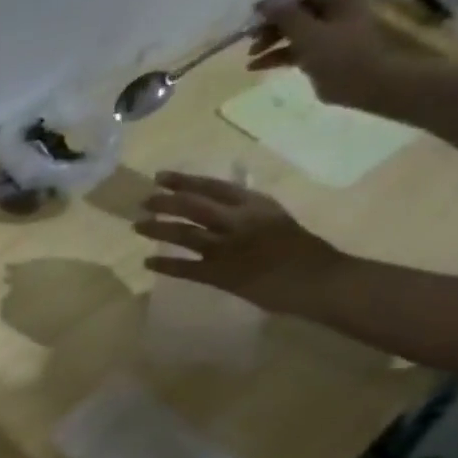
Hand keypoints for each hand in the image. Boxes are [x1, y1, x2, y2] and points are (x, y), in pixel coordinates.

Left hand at [140, 173, 347, 314]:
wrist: (320, 279)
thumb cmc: (300, 249)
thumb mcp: (274, 218)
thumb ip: (247, 210)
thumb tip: (218, 201)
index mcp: (255, 204)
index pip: (213, 186)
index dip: (184, 181)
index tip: (160, 177)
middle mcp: (238, 221)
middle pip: (193, 206)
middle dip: (165, 202)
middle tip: (143, 202)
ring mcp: (227, 248)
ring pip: (184, 234)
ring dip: (158, 229)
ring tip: (138, 226)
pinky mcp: (220, 274)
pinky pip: (184, 268)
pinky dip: (164, 264)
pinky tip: (147, 262)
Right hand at [249, 0, 395, 109]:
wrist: (365, 82)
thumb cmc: (340, 54)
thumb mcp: (309, 33)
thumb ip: (286, 17)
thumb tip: (264, 5)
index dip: (278, 1)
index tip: (253, 15)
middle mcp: (333, 11)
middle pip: (296, 12)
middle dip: (272, 24)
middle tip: (249, 38)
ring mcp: (327, 34)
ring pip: (293, 32)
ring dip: (271, 41)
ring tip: (250, 55)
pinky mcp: (320, 54)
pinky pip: (294, 50)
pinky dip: (276, 56)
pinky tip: (256, 67)